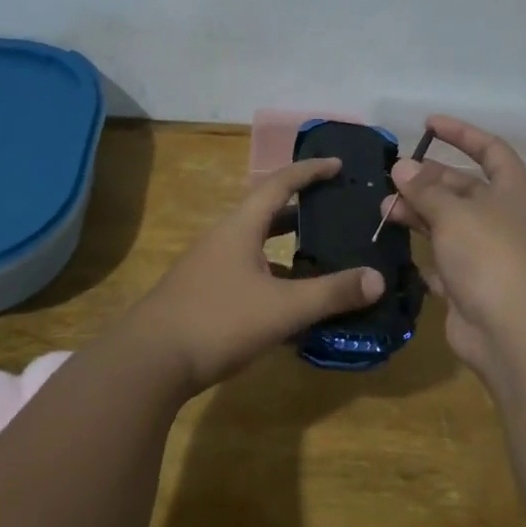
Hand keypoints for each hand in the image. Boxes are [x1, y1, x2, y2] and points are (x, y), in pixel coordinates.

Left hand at [126, 158, 382, 392]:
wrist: (147, 362)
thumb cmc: (217, 322)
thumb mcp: (283, 308)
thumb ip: (331, 293)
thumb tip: (378, 279)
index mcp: (240, 228)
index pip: (279, 184)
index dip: (310, 171)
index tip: (337, 164)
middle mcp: (223, 239)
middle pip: (267, 213)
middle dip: (302, 210)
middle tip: (336, 212)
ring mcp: (208, 268)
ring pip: (256, 247)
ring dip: (287, 249)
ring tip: (321, 258)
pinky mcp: (202, 295)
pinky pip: (247, 274)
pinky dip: (273, 279)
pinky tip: (290, 306)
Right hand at [383, 116, 525, 386]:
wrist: (515, 335)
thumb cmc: (491, 258)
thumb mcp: (454, 213)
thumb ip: (425, 189)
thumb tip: (402, 166)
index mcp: (513, 193)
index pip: (491, 150)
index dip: (462, 133)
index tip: (428, 124)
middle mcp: (503, 219)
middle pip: (463, 188)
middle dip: (427, 180)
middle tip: (390, 179)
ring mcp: (488, 255)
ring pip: (448, 225)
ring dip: (418, 214)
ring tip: (383, 211)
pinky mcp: (470, 287)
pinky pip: (442, 262)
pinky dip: (421, 253)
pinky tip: (393, 246)